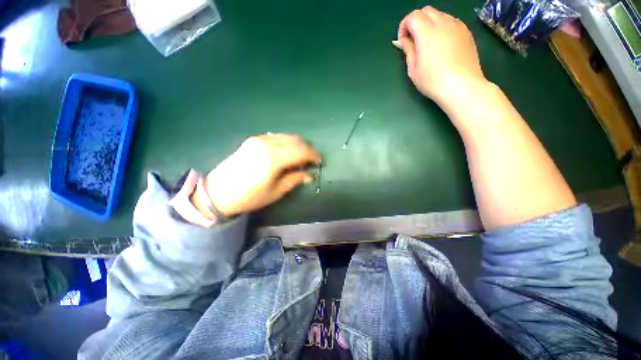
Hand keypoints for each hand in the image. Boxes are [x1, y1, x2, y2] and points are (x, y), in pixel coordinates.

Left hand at [203, 134, 320, 215]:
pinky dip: (287, 142)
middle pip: (296, 140)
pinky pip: (277, 137)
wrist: (218, 192)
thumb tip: (310, 175)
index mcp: (274, 159)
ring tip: (301, 157)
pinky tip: (287, 152)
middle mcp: (267, 144)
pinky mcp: (253, 140)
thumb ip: (295, 179)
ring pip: (287, 136)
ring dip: (298, 145)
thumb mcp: (276, 191)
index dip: (314, 155)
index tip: (320, 162)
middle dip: (308, 149)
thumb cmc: (250, 197)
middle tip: (312, 161)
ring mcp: (259, 139)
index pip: (301, 151)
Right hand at [393, 7, 486, 106]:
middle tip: (414, 40)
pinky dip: (443, 27)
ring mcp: (457, 26)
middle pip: (426, 11)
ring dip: (430, 23)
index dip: (404, 26)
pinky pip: (452, 22)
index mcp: (427, 32)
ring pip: (440, 14)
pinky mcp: (467, 32)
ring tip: (429, 43)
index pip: (413, 16)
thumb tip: (403, 41)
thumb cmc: (433, 81)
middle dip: (416, 21)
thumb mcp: (413, 69)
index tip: (403, 41)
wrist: (461, 86)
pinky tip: (442, 44)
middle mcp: (443, 23)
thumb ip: (408, 50)